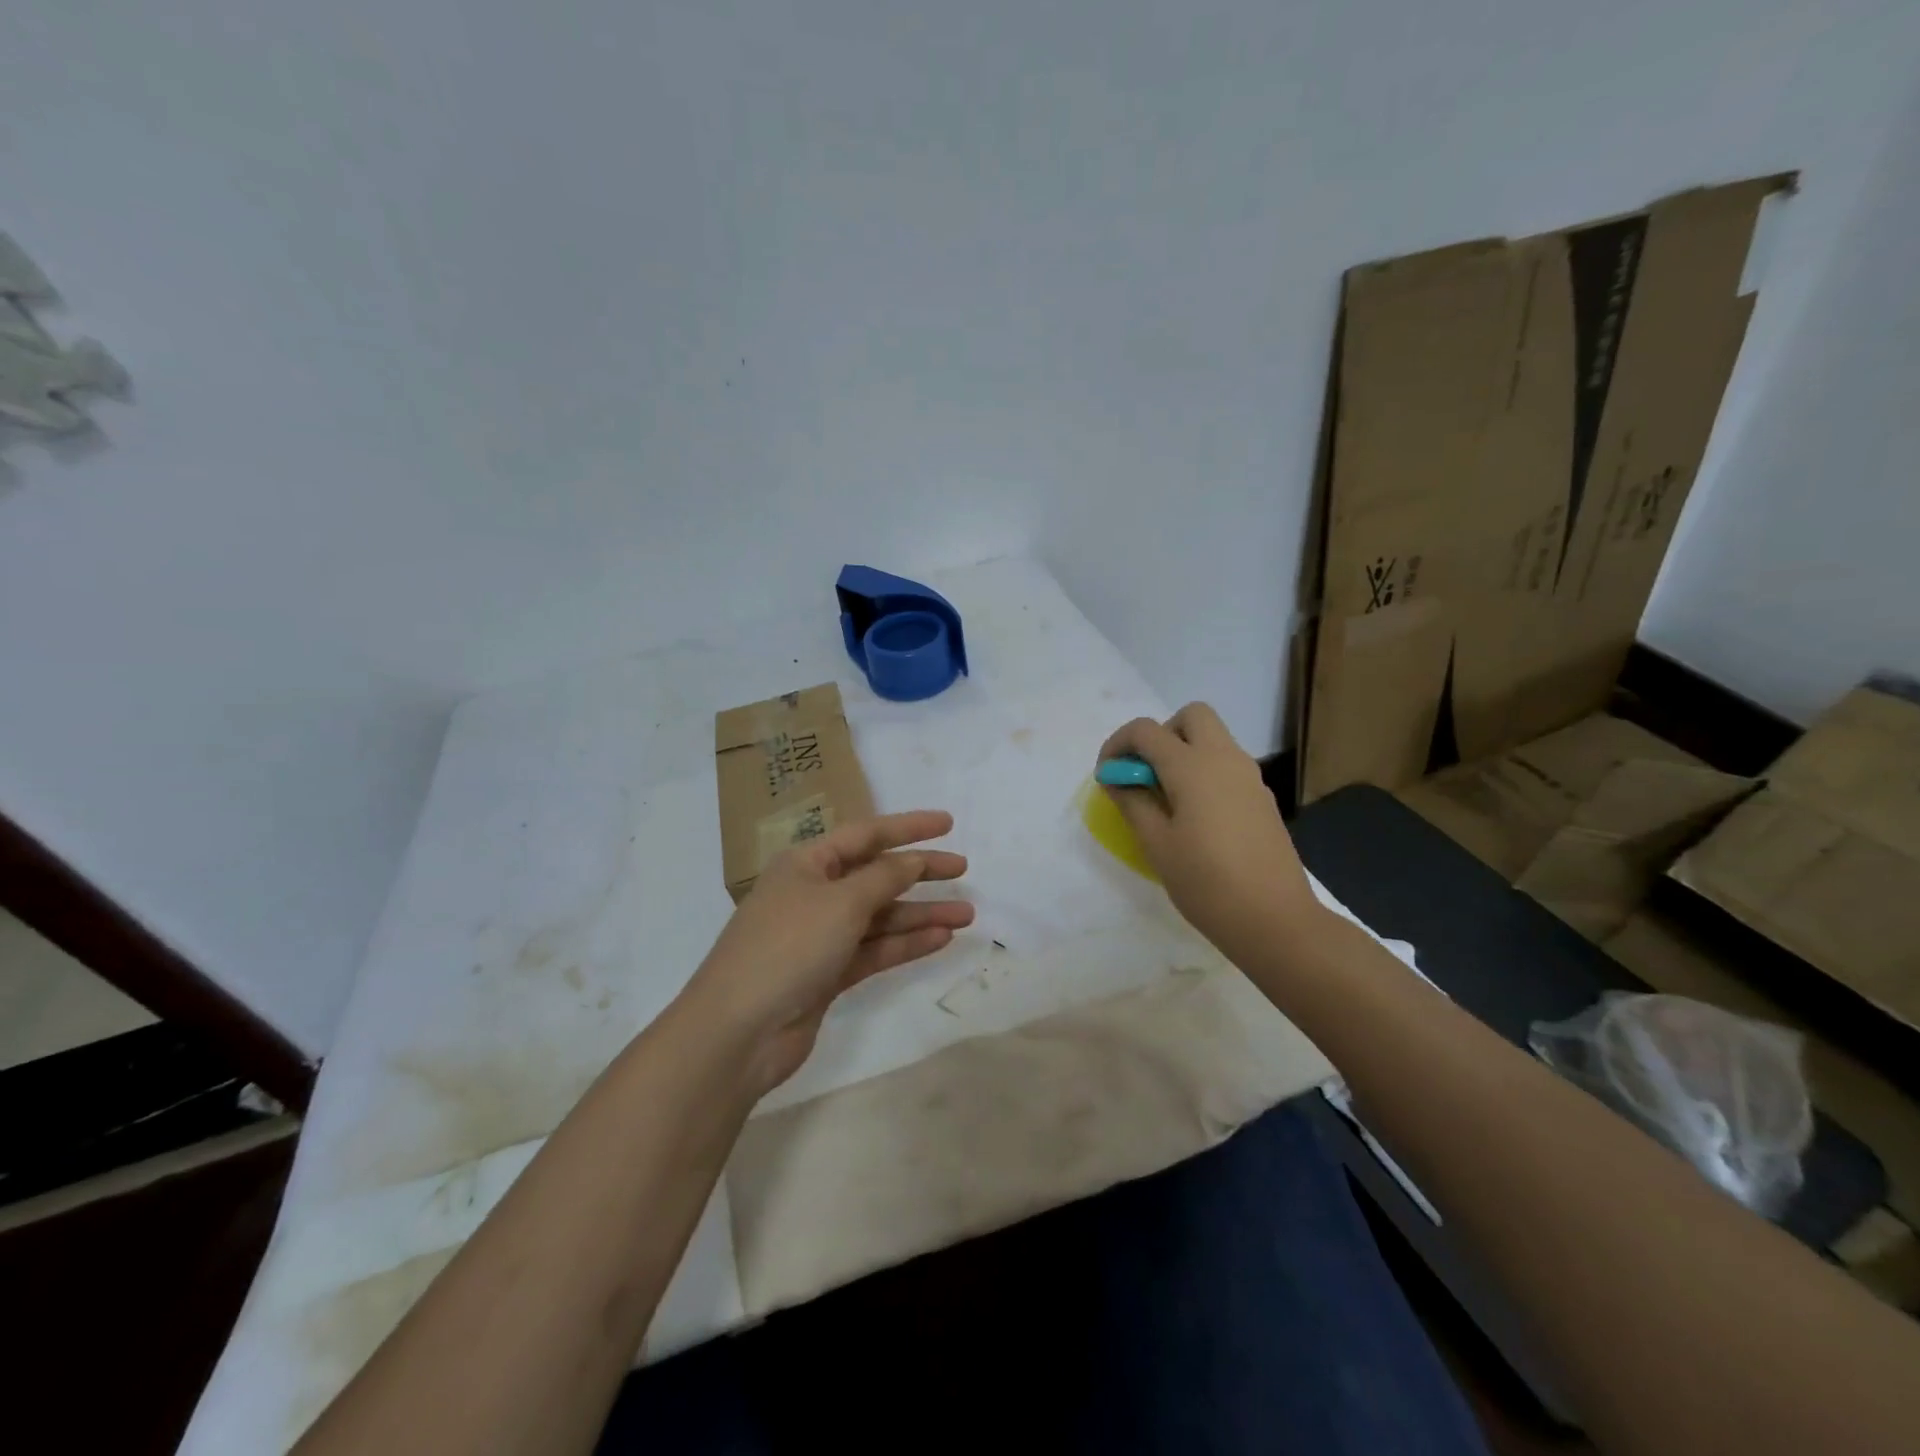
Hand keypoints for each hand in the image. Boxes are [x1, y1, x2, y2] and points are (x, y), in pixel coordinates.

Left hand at [682, 810, 972, 1096]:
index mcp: (806, 864)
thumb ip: (884, 878)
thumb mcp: (841, 902)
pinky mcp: (828, 974)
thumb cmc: (788, 947)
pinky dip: (906, 944)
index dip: (908, 827)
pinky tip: (941, 940)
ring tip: (967, 915)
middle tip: (963, 870)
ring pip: (880, 917)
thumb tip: (914, 860)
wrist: (738, 1032)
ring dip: (921, 914)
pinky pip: (875, 950)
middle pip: (876, 875)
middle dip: (920, 872)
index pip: (865, 834)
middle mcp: (813, 894)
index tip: (948, 824)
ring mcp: (821, 936)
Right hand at [1098, 704, 1319, 959]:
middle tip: (1146, 774)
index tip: (1107, 776)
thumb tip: (1116, 777)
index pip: (1146, 730)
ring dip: (1184, 752)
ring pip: (1213, 739)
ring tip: (1165, 799)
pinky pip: (1227, 765)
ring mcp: (1249, 777)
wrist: (1274, 919)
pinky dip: (1204, 772)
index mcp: (1193, 767)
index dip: (1118, 745)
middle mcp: (1225, 759)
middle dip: (1161, 734)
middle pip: (1191, 716)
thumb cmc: (1206, 883)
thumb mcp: (1157, 844)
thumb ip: (1132, 801)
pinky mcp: (1261, 798)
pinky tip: (1195, 817)